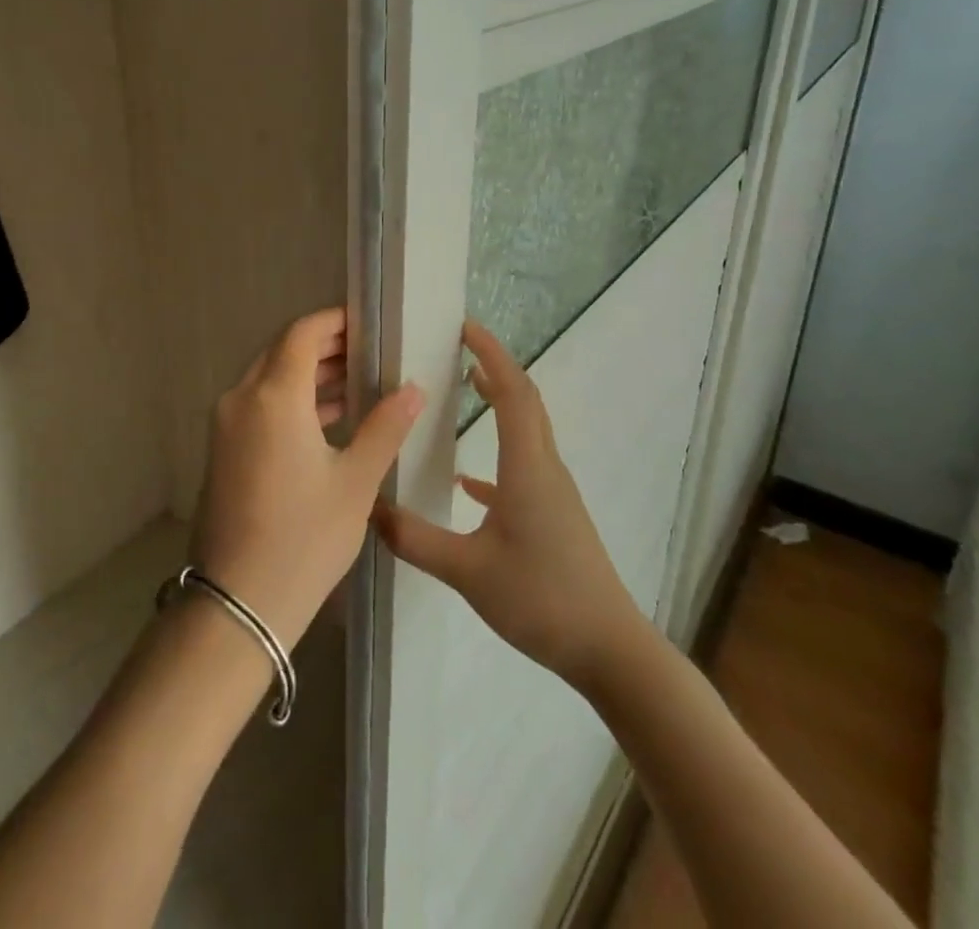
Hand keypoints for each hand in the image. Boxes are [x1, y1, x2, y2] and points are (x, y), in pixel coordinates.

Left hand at [189, 308, 424, 649]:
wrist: (239, 602)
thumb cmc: (305, 537)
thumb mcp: (356, 482)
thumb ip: (385, 428)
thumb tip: (413, 389)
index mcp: (274, 396)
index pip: (302, 334)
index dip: (335, 322)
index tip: (368, 323)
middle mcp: (242, 398)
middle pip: (283, 352)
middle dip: (324, 346)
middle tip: (369, 351)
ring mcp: (227, 424)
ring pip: (270, 379)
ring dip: (309, 374)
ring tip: (357, 380)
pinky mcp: (224, 449)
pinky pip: (260, 405)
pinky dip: (292, 400)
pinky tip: (329, 418)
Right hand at [373, 320, 645, 687]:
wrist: (610, 650)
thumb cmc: (541, 599)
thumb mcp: (467, 572)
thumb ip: (415, 539)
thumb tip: (368, 508)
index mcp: (527, 467)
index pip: (512, 392)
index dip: (491, 354)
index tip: (466, 328)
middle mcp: (545, 468)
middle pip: (526, 401)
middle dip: (496, 367)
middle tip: (462, 347)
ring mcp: (554, 492)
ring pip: (528, 430)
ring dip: (502, 402)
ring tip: (468, 387)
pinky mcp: (556, 516)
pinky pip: (526, 467)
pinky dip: (500, 454)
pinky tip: (470, 482)